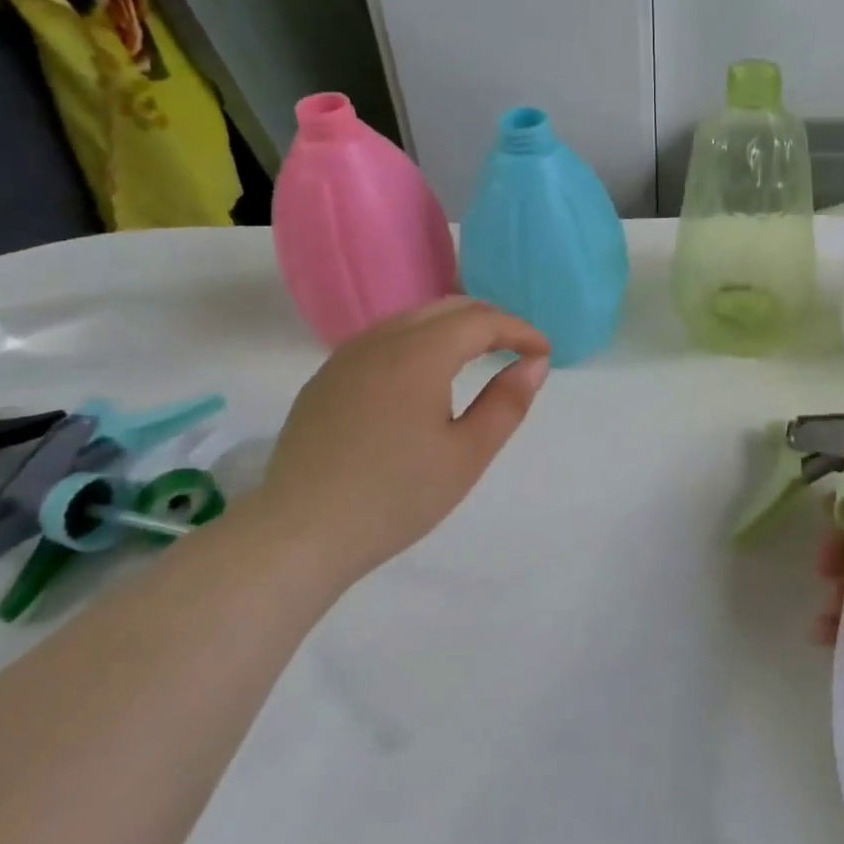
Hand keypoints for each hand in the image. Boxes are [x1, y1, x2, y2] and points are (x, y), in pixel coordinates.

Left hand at [258, 298, 550, 582]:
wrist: (299, 535)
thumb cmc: (395, 497)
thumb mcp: (468, 454)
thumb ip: (507, 402)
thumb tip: (534, 364)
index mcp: (419, 354)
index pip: (482, 320)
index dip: (520, 330)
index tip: (544, 353)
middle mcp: (381, 340)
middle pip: (447, 308)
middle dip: (490, 322)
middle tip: (518, 350)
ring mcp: (346, 357)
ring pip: (412, 319)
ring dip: (454, 329)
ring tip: (479, 358)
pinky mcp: (326, 379)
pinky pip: (383, 340)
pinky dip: (419, 342)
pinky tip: (425, 377)